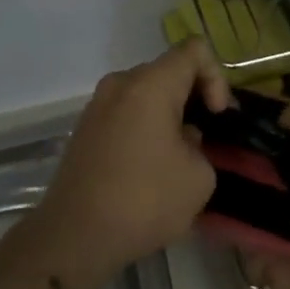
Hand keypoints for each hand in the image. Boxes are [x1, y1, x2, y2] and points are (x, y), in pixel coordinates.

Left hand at [32, 41, 226, 286]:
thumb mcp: (199, 178)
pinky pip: (126, 113)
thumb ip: (201, 145)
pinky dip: (144, 128)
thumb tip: (182, 139)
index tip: (216, 116)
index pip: (195, 50)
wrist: (72, 238)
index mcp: (151, 84)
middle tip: (204, 138)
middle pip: (169, 70)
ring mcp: (97, 105)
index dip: (217, 77)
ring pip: (146, 93)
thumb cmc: (143, 201)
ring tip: (177, 157)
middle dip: (193, 97)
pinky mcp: (85, 129)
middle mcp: (121, 83)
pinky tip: (148, 168)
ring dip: (168, 115)